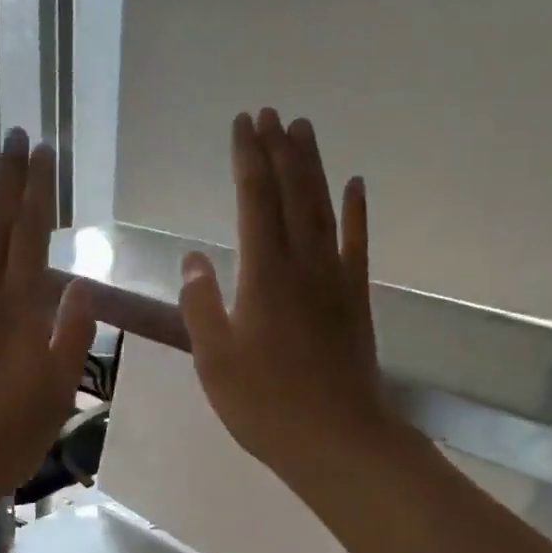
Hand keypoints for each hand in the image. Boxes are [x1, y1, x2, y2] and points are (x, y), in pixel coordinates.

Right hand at [179, 109, 388, 492]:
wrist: (336, 439)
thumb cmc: (264, 404)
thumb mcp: (214, 359)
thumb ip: (201, 305)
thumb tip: (194, 260)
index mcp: (263, 275)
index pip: (254, 201)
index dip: (247, 160)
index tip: (242, 125)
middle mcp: (302, 264)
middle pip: (291, 194)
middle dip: (279, 151)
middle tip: (271, 113)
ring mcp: (335, 280)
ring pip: (323, 209)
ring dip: (312, 167)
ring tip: (303, 130)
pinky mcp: (356, 299)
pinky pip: (357, 245)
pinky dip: (356, 212)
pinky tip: (355, 185)